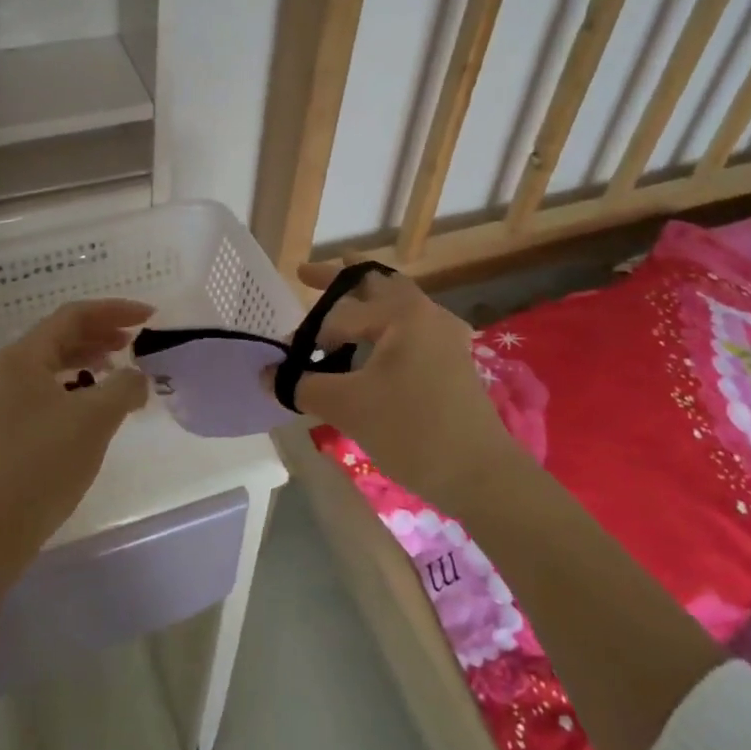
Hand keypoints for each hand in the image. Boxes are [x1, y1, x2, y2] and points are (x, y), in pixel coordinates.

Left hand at [0, 299, 153, 562]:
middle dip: (103, 332)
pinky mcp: (10, 427)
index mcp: (24, 357)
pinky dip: (78, 385)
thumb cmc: (43, 464)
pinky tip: (97, 404)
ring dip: (91, 358)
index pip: (73, 315)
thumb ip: (125, 386)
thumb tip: (137, 378)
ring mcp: (6, 400)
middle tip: (137, 340)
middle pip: (62, 335)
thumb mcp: (95, 418)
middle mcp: (10, 370)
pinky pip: (50, 389)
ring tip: (121, 367)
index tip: (149, 317)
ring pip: (55, 363)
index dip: (114, 310)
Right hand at [289, 259, 526, 514]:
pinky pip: (411, 326)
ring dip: (366, 298)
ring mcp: (445, 335)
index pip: (340, 313)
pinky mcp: (453, 360)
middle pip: (376, 282)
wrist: (483, 475)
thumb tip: (267, 376)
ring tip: (340, 300)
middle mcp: (426, 313)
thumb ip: (303, 386)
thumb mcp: (349, 408)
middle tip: (306, 274)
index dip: (310, 334)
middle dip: (339, 277)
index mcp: (402, 313)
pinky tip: (376, 342)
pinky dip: (385, 323)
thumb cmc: (413, 431)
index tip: (289, 357)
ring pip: (397, 302)